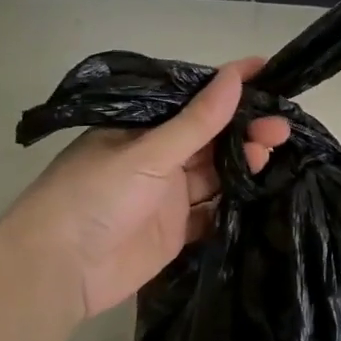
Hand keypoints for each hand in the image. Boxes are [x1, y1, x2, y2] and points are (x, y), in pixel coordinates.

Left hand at [0, 58, 289, 319]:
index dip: (228, 86)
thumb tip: (234, 77)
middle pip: (210, 139)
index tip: (267, 71)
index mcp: (142, 130)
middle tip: (281, 127)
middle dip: (245, 129)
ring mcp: (167, 197)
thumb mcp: (147, 152)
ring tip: (274, 153)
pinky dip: (235, 203)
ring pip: (215, 173)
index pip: (193, 101)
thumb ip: (196, 122)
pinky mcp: (176, 231)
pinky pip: (213, 212)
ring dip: (244, 163)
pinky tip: (263, 191)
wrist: (59, 269)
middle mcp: (157, 159)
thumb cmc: (95, 196)